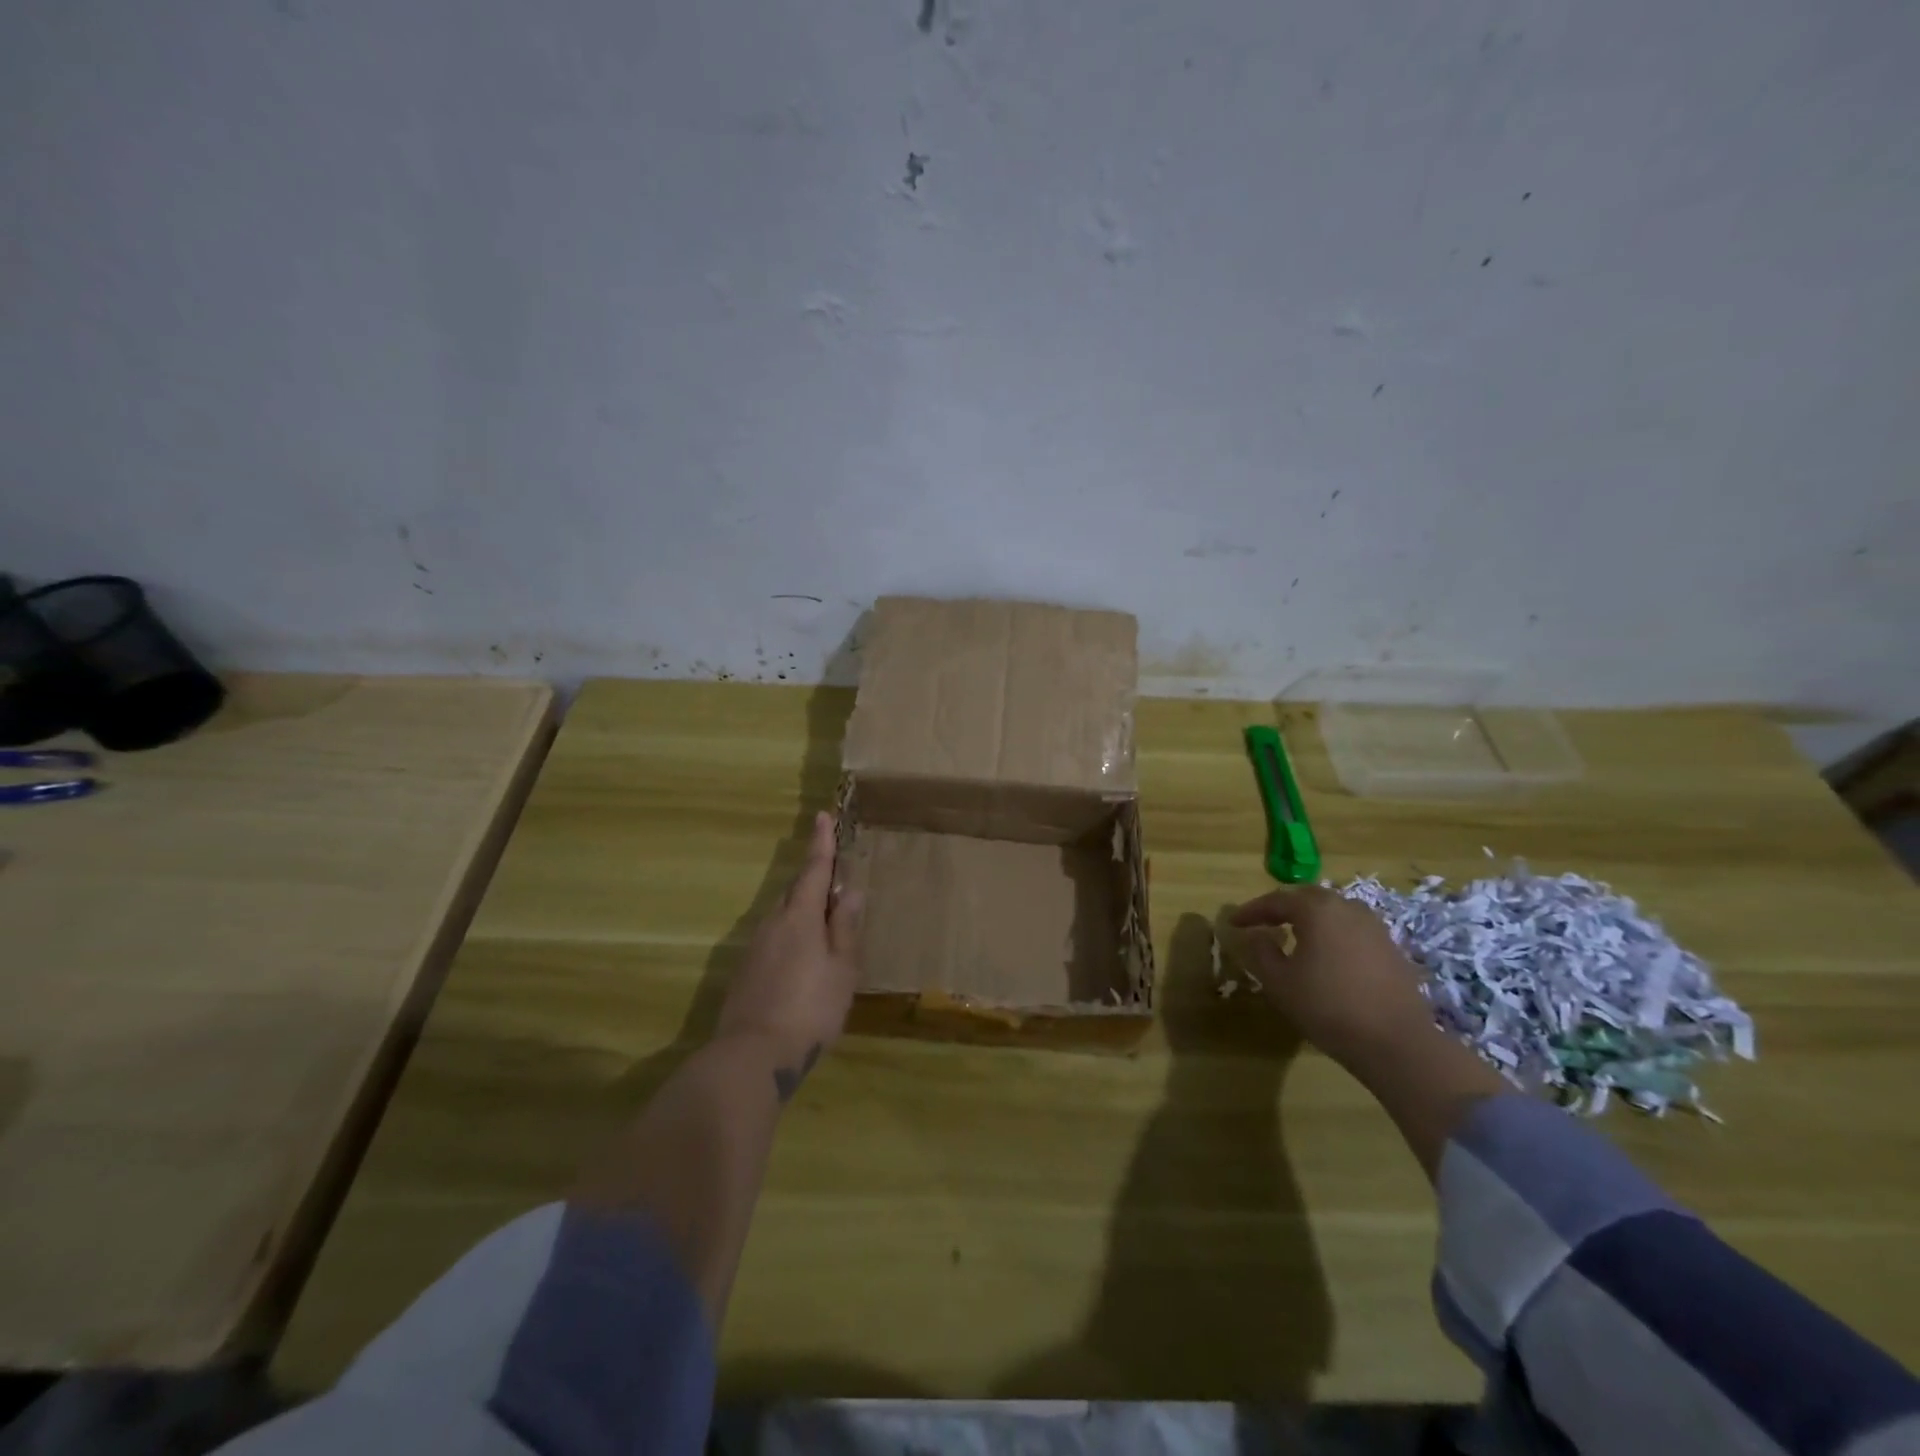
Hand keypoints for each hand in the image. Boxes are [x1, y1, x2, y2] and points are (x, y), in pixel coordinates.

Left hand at [717, 811, 862, 1074]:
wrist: (752, 1056)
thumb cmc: (810, 1009)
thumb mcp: (841, 969)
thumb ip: (845, 928)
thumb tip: (849, 890)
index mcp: (800, 917)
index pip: (813, 870)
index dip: (821, 843)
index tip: (822, 816)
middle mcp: (773, 923)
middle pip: (796, 891)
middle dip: (814, 877)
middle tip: (834, 873)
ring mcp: (755, 947)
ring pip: (784, 915)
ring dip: (803, 908)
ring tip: (825, 919)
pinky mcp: (746, 970)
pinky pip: (775, 937)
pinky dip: (792, 933)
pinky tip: (803, 956)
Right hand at [1225, 885, 1431, 1064]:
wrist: (1396, 1043)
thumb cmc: (1328, 1007)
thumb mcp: (1279, 982)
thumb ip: (1260, 952)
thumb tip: (1254, 935)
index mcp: (1317, 910)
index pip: (1276, 900)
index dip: (1251, 911)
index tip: (1233, 923)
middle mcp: (1347, 908)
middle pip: (1308, 898)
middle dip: (1282, 908)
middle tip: (1262, 922)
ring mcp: (1374, 927)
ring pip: (1334, 912)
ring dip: (1310, 919)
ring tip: (1294, 935)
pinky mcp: (1392, 948)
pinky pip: (1352, 930)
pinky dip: (1333, 934)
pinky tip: (1328, 955)